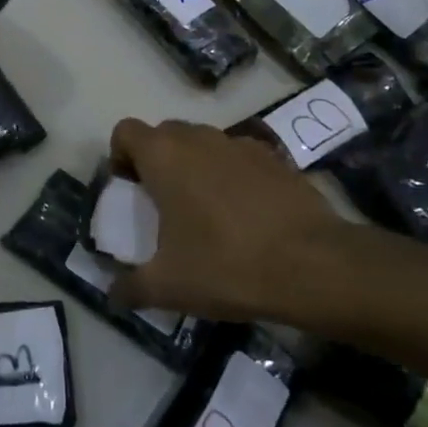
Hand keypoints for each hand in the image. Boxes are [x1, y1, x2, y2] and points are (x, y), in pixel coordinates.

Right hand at [106, 117, 385, 328]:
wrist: (314, 265)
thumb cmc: (227, 265)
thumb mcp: (168, 287)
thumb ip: (130, 287)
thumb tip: (112, 295)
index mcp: (163, 155)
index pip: (126, 131)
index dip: (121, 156)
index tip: (130, 190)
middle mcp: (198, 138)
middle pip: (164, 134)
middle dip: (157, 160)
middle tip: (162, 203)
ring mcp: (239, 144)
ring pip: (203, 143)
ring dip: (195, 165)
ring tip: (205, 210)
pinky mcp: (274, 157)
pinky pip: (238, 157)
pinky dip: (232, 174)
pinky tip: (245, 214)